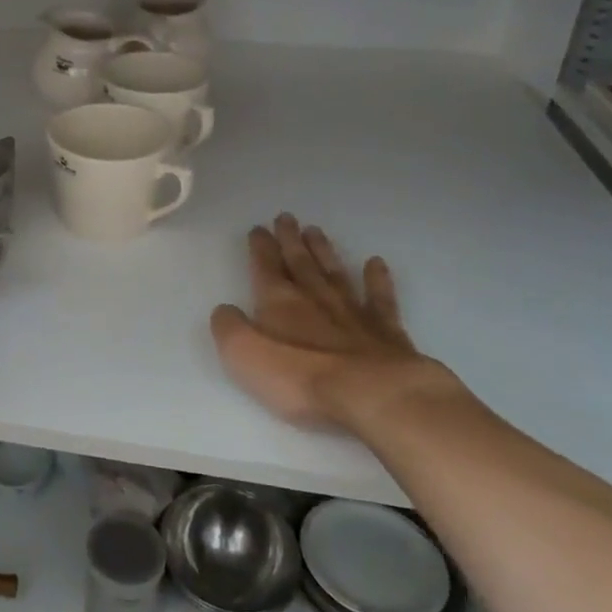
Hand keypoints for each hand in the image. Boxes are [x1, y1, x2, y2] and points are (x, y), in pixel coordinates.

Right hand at [210, 214, 461, 437]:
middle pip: (299, 262)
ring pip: (334, 272)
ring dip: (323, 251)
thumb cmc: (300, 376)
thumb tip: (225, 310)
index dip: (260, 247)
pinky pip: (379, 298)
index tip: (258, 229)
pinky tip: (375, 263)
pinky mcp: (386, 331)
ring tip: (316, 231)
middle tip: (286, 217)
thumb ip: (229, 328)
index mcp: (278, 301)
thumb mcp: (243, 354)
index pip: (265, 266)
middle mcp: (314, 297)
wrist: (372, 394)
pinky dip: (377, 279)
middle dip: (290, 240)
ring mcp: (352, 312)